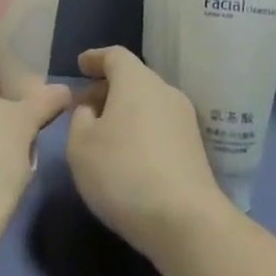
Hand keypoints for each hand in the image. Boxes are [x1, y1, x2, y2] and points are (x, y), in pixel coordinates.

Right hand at [65, 46, 231, 259]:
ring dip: (126, 111)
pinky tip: (129, 154)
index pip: (115, 56)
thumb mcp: (81, 146)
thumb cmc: (123, 172)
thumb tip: (91, 109)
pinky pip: (161, 125)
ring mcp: (185, 119)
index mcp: (136, 81)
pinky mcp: (195, 147)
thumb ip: (79, 119)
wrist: (185, 220)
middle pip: (134, 78)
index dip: (95, 58)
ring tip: (105, 133)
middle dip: (108, 88)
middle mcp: (165, 91)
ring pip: (149, 103)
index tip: (81, 65)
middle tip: (85, 106)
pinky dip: (142, 129)